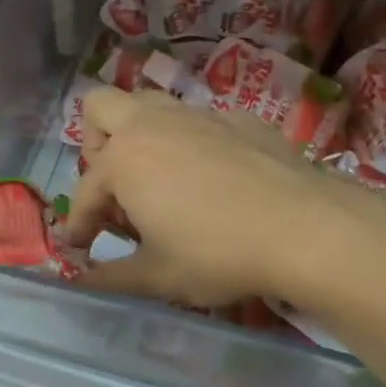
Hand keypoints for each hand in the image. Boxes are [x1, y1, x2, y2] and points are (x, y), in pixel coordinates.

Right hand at [61, 87, 385, 310]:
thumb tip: (82, 282)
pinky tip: (213, 178)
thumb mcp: (158, 276)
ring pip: (151, 104)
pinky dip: (190, 142)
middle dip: (95, 143)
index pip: (85, 191)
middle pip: (101, 106)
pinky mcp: (239, 118)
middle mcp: (153, 124)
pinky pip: (198, 119)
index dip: (79, 224)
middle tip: (114, 186)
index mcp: (123, 160)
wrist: (306, 228)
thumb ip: (111, 278)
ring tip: (157, 177)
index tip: (82, 248)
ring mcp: (198, 115)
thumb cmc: (218, 254)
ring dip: (140, 133)